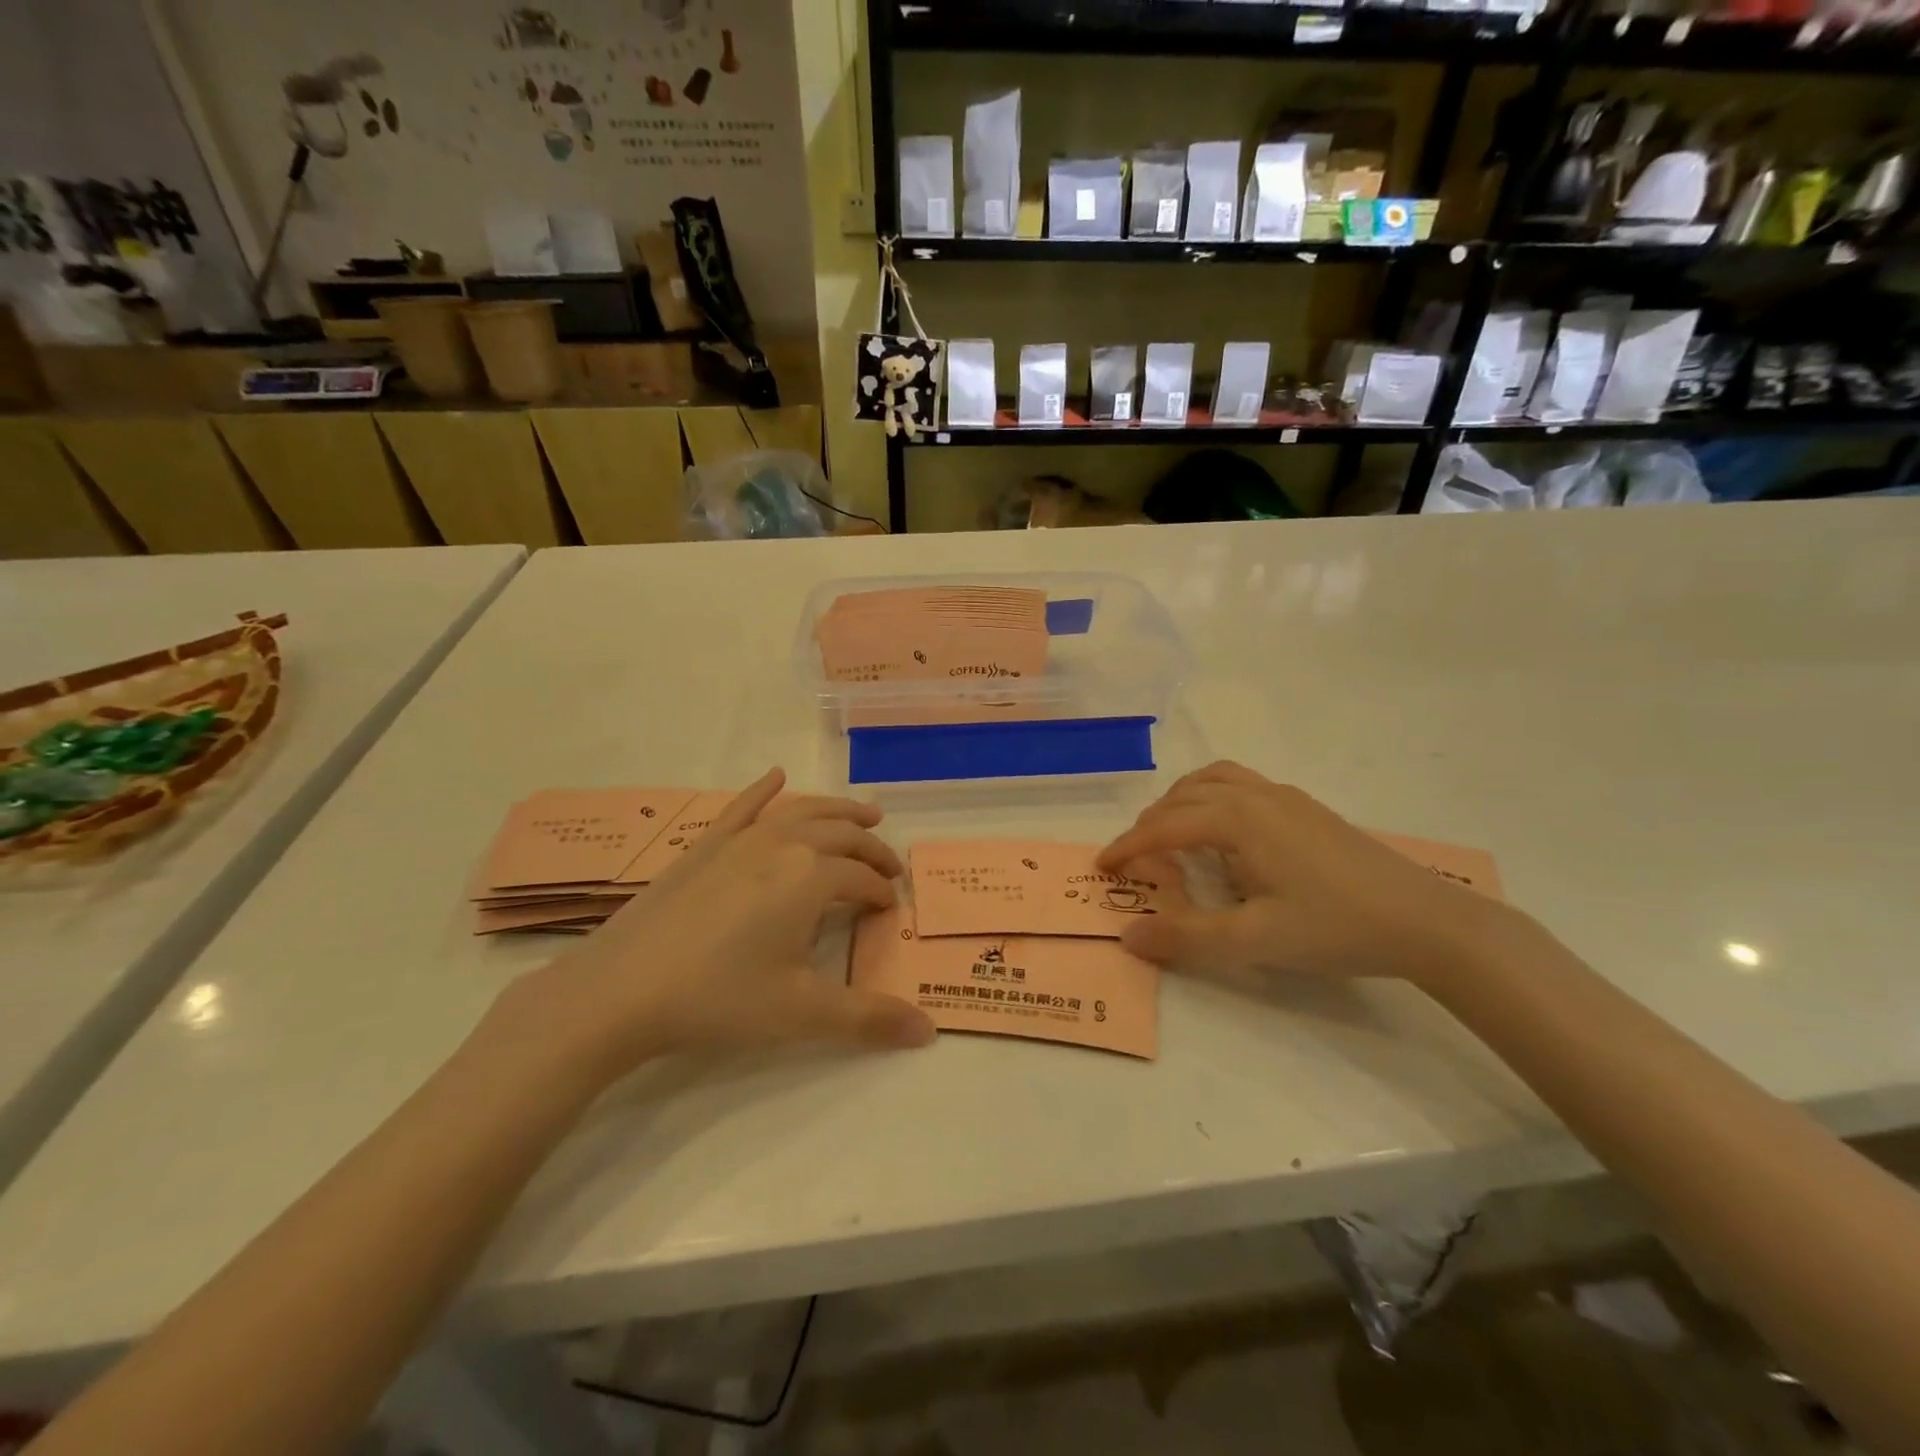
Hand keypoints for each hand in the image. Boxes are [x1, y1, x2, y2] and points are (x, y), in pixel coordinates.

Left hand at [503, 769, 933, 1083]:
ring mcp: (741, 839)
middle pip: (843, 835)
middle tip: (889, 867)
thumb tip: (929, 1032)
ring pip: (803, 811)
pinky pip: (742, 806)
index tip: (890, 911)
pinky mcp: (705, 845)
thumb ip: (869, 1018)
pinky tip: (776, 775)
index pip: (863, 881)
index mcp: (813, 876)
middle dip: (873, 850)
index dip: (882, 896)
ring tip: (866, 814)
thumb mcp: (802, 1012)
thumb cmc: (720, 998)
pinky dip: (764, 789)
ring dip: (839, 810)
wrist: (622, 990)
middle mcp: (784, 843)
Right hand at [1097, 761, 1509, 986]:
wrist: (1426, 921)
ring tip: (1171, 837)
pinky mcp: (1307, 807)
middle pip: (1184, 796)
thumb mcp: (1254, 941)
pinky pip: (1240, 785)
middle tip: (1136, 862)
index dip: (1128, 847)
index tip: (1102, 867)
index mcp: (1238, 819)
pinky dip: (1212, 799)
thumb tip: (1127, 936)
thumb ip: (1186, 938)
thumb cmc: (1335, 927)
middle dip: (1151, 825)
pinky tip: (1225, 835)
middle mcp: (1256, 795)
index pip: (1164, 827)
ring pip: (1213, 781)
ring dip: (1181, 803)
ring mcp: (1286, 796)